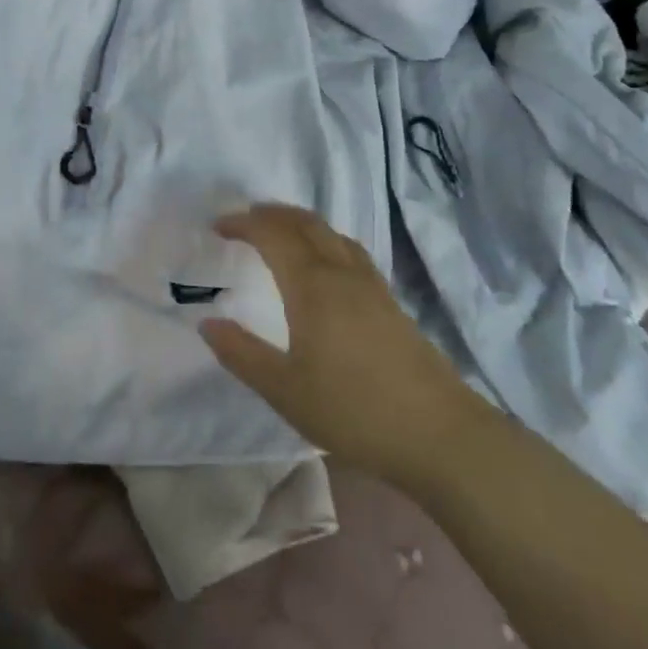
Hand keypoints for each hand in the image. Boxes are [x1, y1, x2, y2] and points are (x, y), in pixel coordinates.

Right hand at [201, 204, 478, 477]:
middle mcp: (342, 273)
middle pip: (305, 224)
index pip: (273, 235)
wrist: (439, 433)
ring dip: (300, 223)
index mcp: (312, 287)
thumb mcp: (285, 391)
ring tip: (280, 231)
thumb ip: (242, 354)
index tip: (218, 226)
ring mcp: (371, 285)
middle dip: (272, 214)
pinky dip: (325, 239)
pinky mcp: (390, 301)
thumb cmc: (354, 410)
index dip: (244, 224)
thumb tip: (208, 323)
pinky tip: (326, 263)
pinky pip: (350, 250)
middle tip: (244, 219)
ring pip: (331, 233)